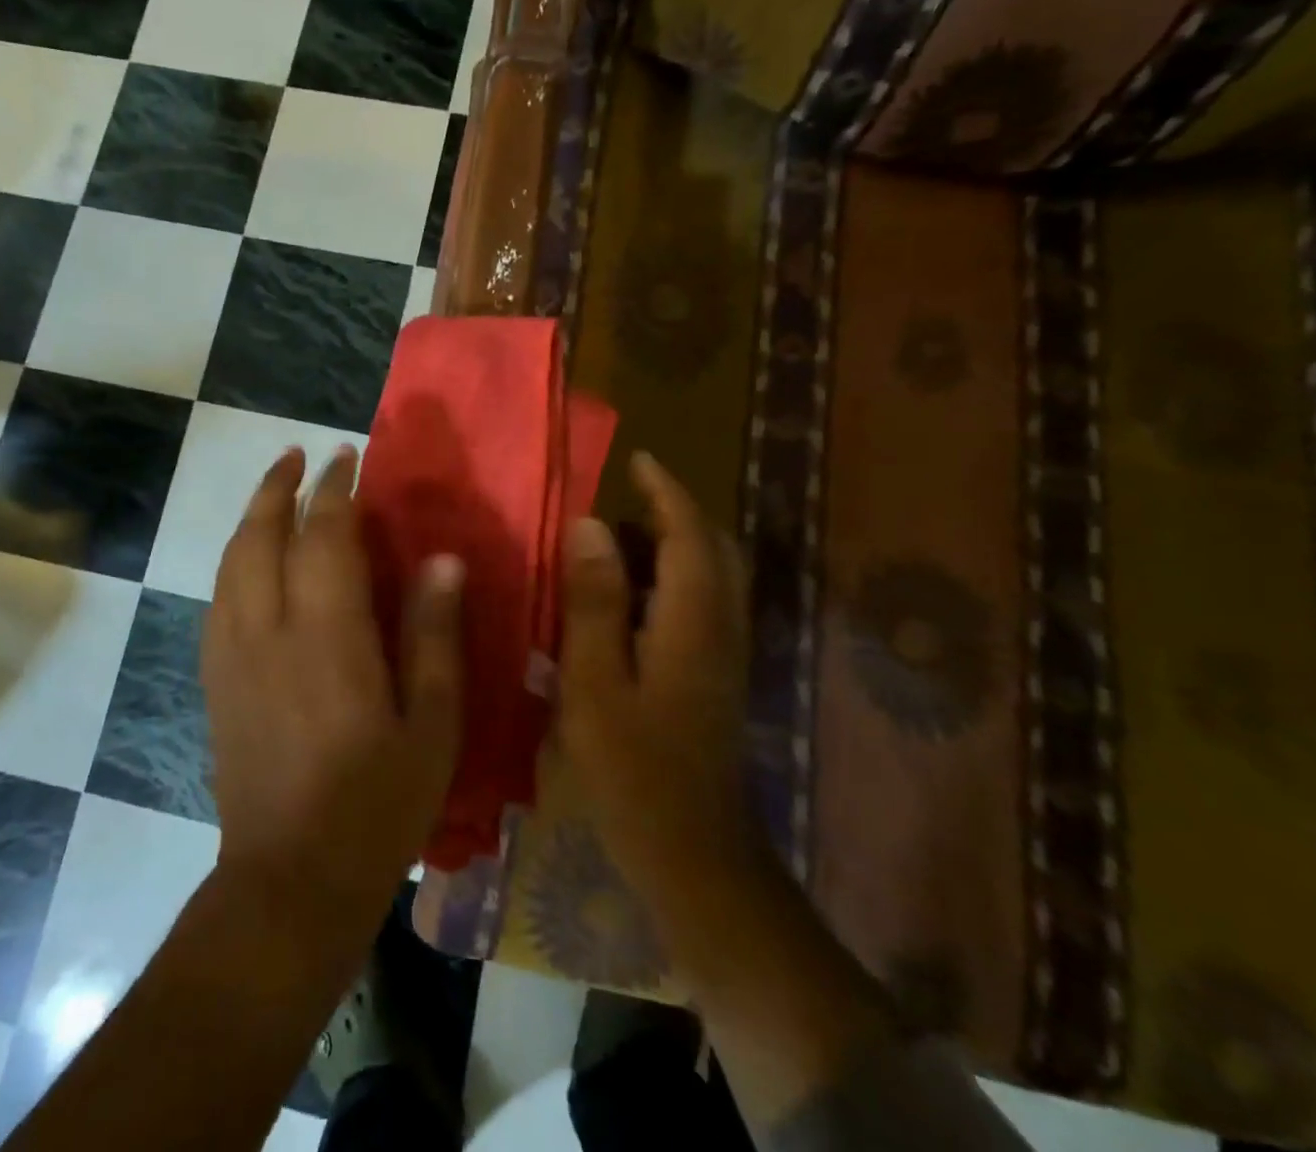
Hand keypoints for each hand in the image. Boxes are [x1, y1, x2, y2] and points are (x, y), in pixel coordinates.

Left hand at [203, 444, 463, 940]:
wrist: (289, 881)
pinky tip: (248, 560)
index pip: (324, 537)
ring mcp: (231, 656)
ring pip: (231, 562)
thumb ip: (434, 637)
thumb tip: (442, 560)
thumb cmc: (376, 806)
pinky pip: (217, 599)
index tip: (347, 458)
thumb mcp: (431, 726)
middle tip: (298, 455)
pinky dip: (233, 561)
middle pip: (260, 536)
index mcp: (328, 637)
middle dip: (278, 487)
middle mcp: (268, 631)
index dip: (335, 491)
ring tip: (273, 490)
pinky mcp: (214, 681)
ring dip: (251, 517)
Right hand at [557, 451, 757, 910]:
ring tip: (611, 542)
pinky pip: (699, 605)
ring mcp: (724, 655)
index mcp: (694, 621)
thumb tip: (591, 525)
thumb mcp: (596, 682)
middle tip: (622, 500)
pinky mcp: (715, 677)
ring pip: (709, 577)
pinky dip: (669, 581)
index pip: (689, 534)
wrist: (696, 856)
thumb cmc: (635, 770)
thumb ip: (594, 601)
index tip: (638, 459)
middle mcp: (721, 627)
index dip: (666, 491)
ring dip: (669, 546)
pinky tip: (624, 600)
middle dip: (673, 514)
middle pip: (712, 549)